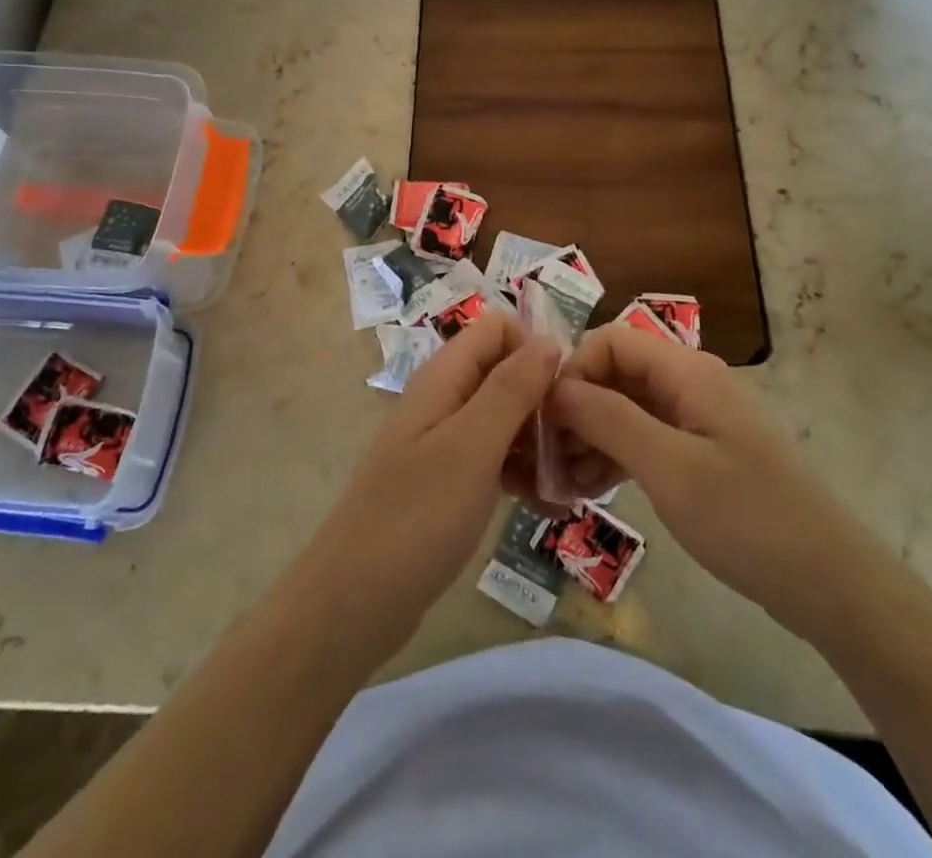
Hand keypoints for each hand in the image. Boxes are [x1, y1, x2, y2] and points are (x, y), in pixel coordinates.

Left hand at [291, 313, 559, 660]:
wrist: (353, 603)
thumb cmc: (415, 517)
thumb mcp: (471, 446)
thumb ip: (510, 389)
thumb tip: (550, 340)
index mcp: (444, 377)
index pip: (499, 329)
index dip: (536, 349)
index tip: (565, 395)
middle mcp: (445, 399)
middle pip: (506, 372)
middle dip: (546, 400)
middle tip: (577, 447)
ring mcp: (445, 442)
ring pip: (506, 418)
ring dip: (540, 441)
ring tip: (572, 482)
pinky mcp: (450, 482)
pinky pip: (496, 459)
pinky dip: (523, 473)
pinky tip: (550, 506)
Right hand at [550, 325, 871, 636]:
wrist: (833, 585)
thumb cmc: (748, 519)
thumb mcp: (669, 468)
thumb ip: (608, 418)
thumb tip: (555, 385)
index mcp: (687, 372)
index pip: (611, 341)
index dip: (573, 370)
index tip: (545, 419)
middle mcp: (690, 384)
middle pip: (615, 375)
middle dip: (576, 410)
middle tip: (546, 461)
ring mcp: (697, 419)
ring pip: (626, 409)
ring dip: (591, 438)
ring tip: (563, 485)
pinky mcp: (701, 452)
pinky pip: (645, 438)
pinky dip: (615, 457)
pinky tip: (591, 491)